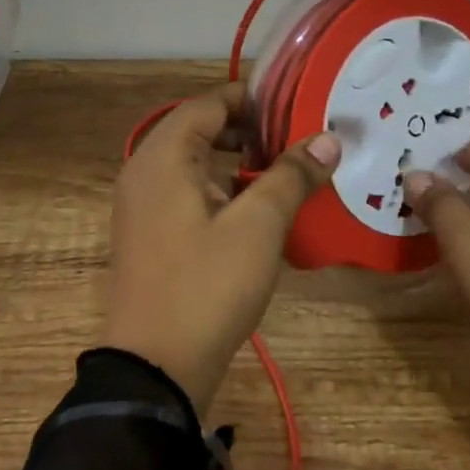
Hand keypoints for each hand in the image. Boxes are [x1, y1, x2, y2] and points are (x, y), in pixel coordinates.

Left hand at [104, 85, 339, 415]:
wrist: (154, 370)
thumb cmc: (207, 286)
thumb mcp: (259, 226)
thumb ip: (291, 175)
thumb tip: (327, 138)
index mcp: (164, 155)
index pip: (208, 103)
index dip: (251, 98)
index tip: (295, 103)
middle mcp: (145, 169)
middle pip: (198, 128)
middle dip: (245, 128)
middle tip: (292, 136)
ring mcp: (141, 203)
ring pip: (192, 161)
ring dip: (233, 158)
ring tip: (280, 167)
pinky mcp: (147, 232)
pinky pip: (184, 189)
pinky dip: (217, 185)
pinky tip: (253, 207)